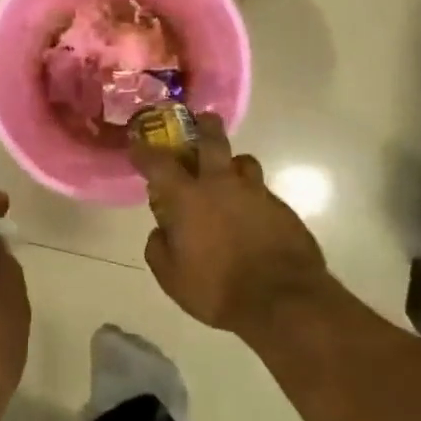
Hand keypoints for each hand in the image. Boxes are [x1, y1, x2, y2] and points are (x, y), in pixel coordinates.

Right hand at [129, 114, 332, 336]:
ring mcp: (256, 193)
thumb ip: (159, 249)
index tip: (137, 144)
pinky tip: (251, 214)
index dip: (144, 151)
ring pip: (243, 161)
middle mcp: (221, 184)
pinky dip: (252, 195)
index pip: (159, 163)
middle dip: (203, 126)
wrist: (284, 300)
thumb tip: (159, 232)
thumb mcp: (172, 278)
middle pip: (212, 140)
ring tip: (228, 174)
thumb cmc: (218, 289)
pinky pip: (262, 191)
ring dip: (232, 163)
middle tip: (200, 120)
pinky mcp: (282, 208)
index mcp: (188, 197)